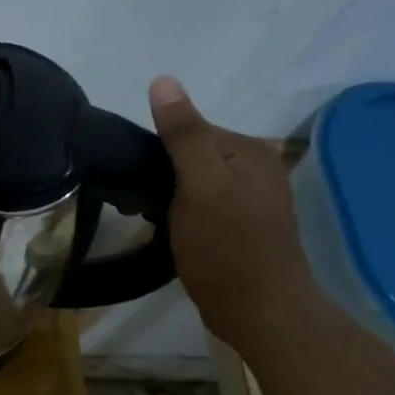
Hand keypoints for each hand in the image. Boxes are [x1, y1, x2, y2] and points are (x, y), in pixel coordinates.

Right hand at [149, 77, 317, 350]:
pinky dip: (181, 214)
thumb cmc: (228, 248)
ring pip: (193, 183)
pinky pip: (202, 206)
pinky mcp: (241, 228)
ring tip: (147, 219)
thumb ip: (184, 134)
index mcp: (250, 151)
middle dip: (160, 175)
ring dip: (167, 197)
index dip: (157, 151)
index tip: (133, 181)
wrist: (260, 313)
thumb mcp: (201, 186)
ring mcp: (250, 201)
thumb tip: (163, 80)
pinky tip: (170, 232)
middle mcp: (256, 169)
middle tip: (136, 206)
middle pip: (192, 156)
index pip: (191, 130)